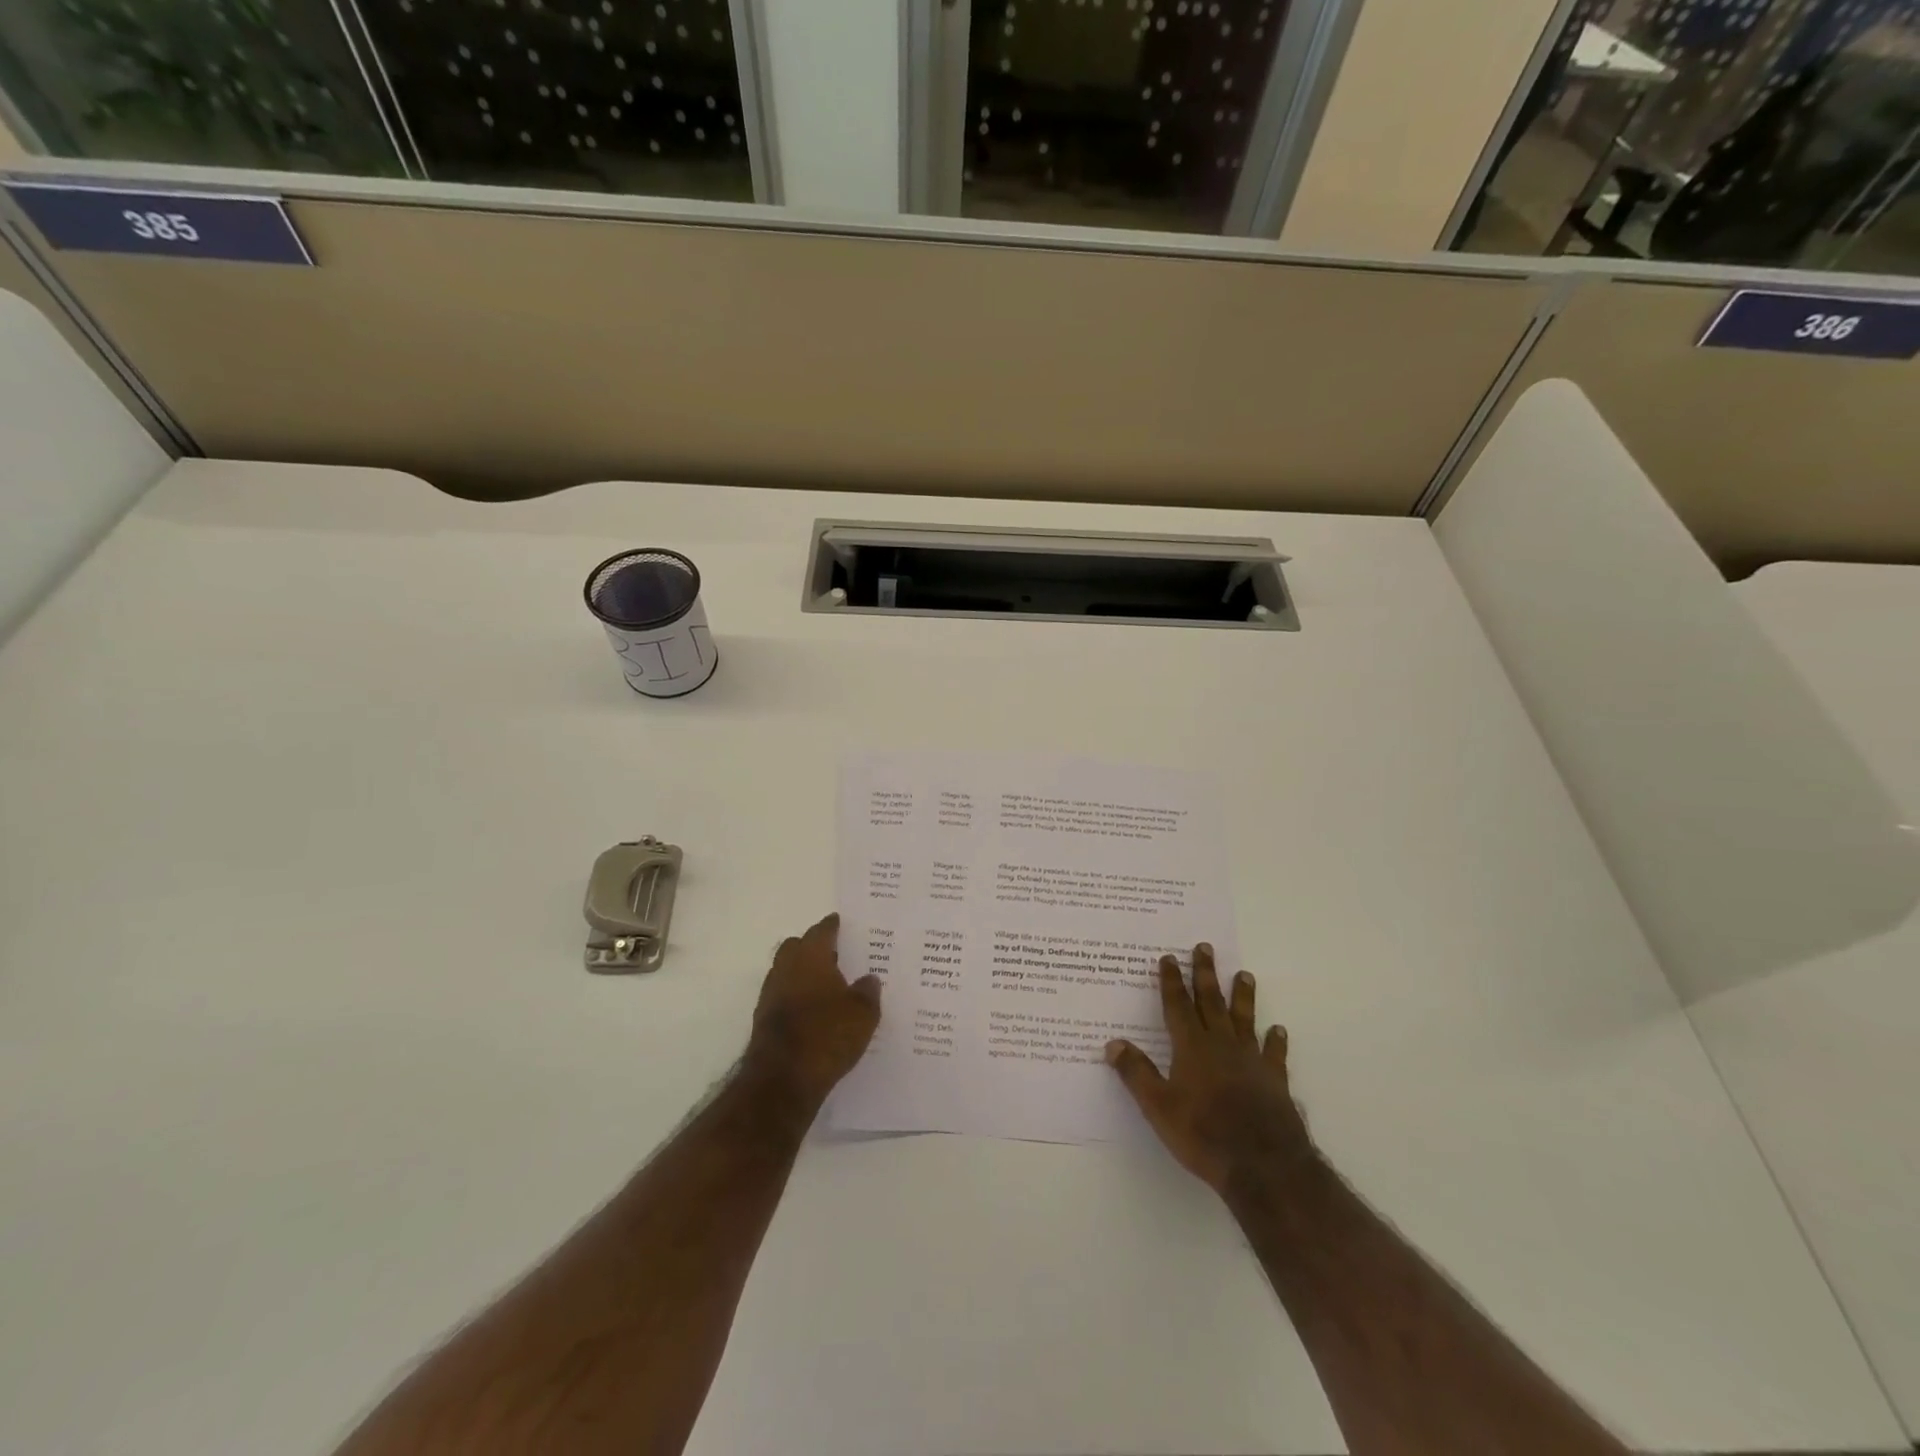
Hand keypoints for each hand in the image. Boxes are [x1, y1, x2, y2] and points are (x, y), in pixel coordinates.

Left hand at [745, 913, 881, 1107]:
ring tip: (828, 984)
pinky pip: (783, 996)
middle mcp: (786, 968)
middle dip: (813, 946)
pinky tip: (814, 1011)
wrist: (782, 1079)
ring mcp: (771, 994)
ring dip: (803, 973)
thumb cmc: (827, 1035)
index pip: (821, 931)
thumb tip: (869, 978)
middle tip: (836, 953)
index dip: (832, 926)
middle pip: (796, 947)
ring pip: (787, 971)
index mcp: (810, 957)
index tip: (840, 922)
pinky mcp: (764, 1020)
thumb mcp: (863, 1014)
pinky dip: (797, 996)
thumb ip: (868, 992)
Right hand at [1105, 944, 1312, 1192]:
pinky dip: (1275, 1040)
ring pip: (1244, 1019)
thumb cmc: (1203, 1134)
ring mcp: (1251, 1060)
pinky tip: (1278, 1030)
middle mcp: (1221, 1045)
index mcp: (1191, 1047)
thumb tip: (1113, 1044)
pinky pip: (1274, 1053)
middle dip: (1205, 974)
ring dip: (1243, 996)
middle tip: (1205, 947)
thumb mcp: (1158, 1107)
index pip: (1177, 1006)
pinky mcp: (1274, 1080)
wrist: (1263, 1165)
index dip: (1171, 981)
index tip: (1169, 957)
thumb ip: (1137, 1073)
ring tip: (1245, 974)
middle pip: (1211, 1002)